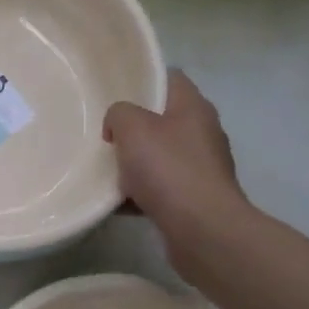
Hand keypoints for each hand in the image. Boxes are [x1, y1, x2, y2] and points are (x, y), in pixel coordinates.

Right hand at [103, 70, 247, 241]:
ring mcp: (202, 168)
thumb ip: (119, 114)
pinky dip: (141, 194)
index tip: (115, 91)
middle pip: (163, 119)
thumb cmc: (168, 169)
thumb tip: (118, 127)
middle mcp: (203, 133)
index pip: (170, 78)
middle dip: (133, 127)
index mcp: (194, 108)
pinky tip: (117, 203)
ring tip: (105, 170)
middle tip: (105, 133)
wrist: (202, 230)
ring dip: (134, 163)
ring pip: (160, 156)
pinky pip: (161, 189)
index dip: (143, 79)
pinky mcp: (196, 199)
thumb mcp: (132, 127)